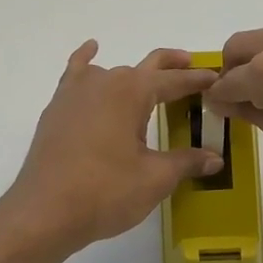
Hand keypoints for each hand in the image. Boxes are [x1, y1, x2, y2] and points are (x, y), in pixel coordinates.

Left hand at [1, 42, 223, 254]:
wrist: (45, 212)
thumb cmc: (106, 192)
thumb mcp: (155, 178)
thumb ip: (186, 162)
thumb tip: (215, 159)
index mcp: (132, 92)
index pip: (173, 81)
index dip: (197, 80)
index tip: (216, 79)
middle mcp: (104, 81)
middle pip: (145, 67)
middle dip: (171, 67)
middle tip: (193, 68)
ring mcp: (75, 93)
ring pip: (113, 72)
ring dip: (135, 74)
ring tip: (151, 84)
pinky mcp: (57, 110)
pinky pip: (76, 74)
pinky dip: (87, 61)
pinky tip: (92, 51)